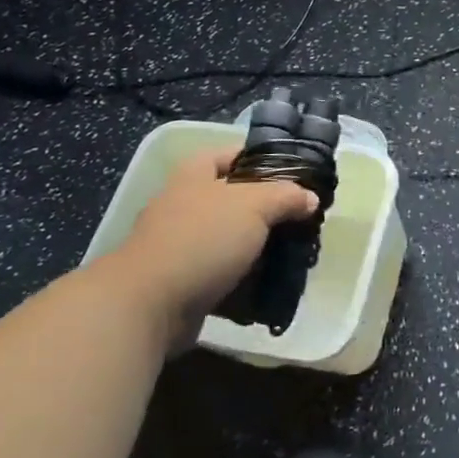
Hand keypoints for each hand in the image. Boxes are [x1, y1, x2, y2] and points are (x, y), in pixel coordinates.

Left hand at [108, 149, 318, 348]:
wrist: (148, 304)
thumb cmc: (202, 239)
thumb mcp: (254, 206)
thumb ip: (285, 196)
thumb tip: (310, 198)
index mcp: (196, 173)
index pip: (236, 153)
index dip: (267, 159)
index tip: (298, 175)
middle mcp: (185, 202)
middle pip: (235, 196)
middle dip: (267, 208)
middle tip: (300, 217)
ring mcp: (180, 242)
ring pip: (230, 236)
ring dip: (257, 245)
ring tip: (291, 252)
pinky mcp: (181, 278)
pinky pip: (220, 270)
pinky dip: (243, 276)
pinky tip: (269, 281)